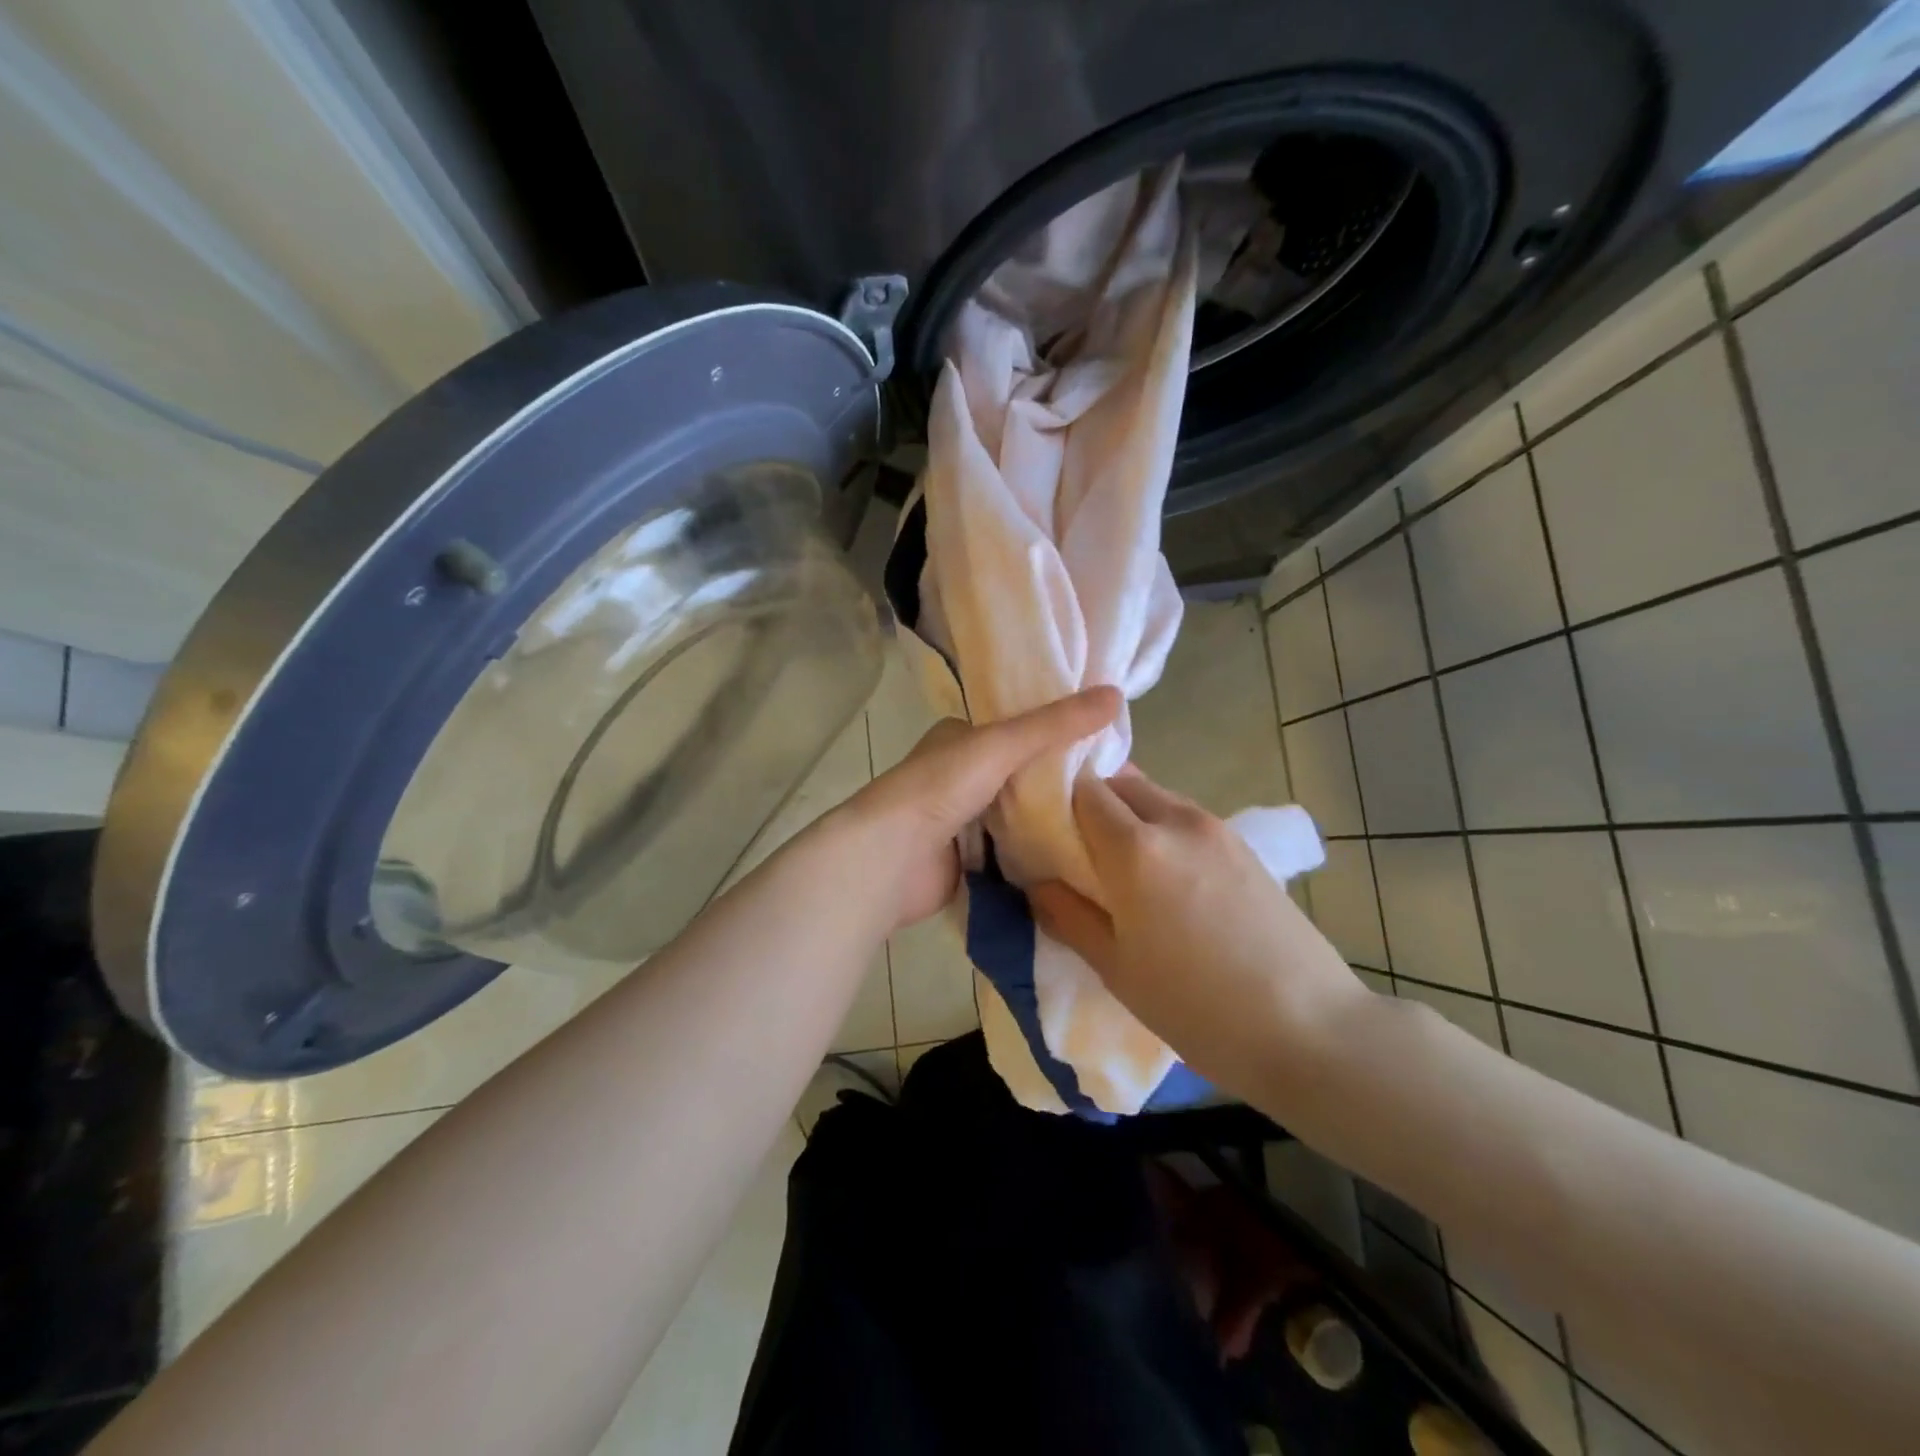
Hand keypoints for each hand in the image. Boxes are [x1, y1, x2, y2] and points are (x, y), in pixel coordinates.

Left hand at [835, 686, 1121, 931]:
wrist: (889, 858)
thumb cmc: (939, 788)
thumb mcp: (1000, 744)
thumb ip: (1055, 724)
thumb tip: (1115, 694)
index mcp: (961, 738)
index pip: (1019, 728)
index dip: (1059, 731)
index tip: (1107, 741)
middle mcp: (961, 775)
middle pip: (1022, 775)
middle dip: (1061, 781)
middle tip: (1116, 787)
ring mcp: (963, 820)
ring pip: (1019, 815)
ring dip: (1052, 820)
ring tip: (1108, 821)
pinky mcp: (967, 860)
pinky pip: (1012, 853)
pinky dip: (1038, 854)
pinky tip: (1078, 855)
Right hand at [1027, 769, 1363, 1097]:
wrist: (1310, 1029)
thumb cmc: (1197, 1007)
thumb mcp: (1116, 968)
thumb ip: (1066, 915)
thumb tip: (1037, 881)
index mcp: (1136, 847)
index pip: (1082, 790)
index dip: (1055, 800)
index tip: (1042, 828)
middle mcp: (1176, 820)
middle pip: (1120, 783)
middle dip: (1091, 803)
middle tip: (1076, 847)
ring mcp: (1217, 829)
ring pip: (1156, 797)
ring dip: (1129, 815)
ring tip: (1120, 865)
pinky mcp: (1245, 846)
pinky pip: (1186, 819)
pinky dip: (1161, 829)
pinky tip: (1165, 877)